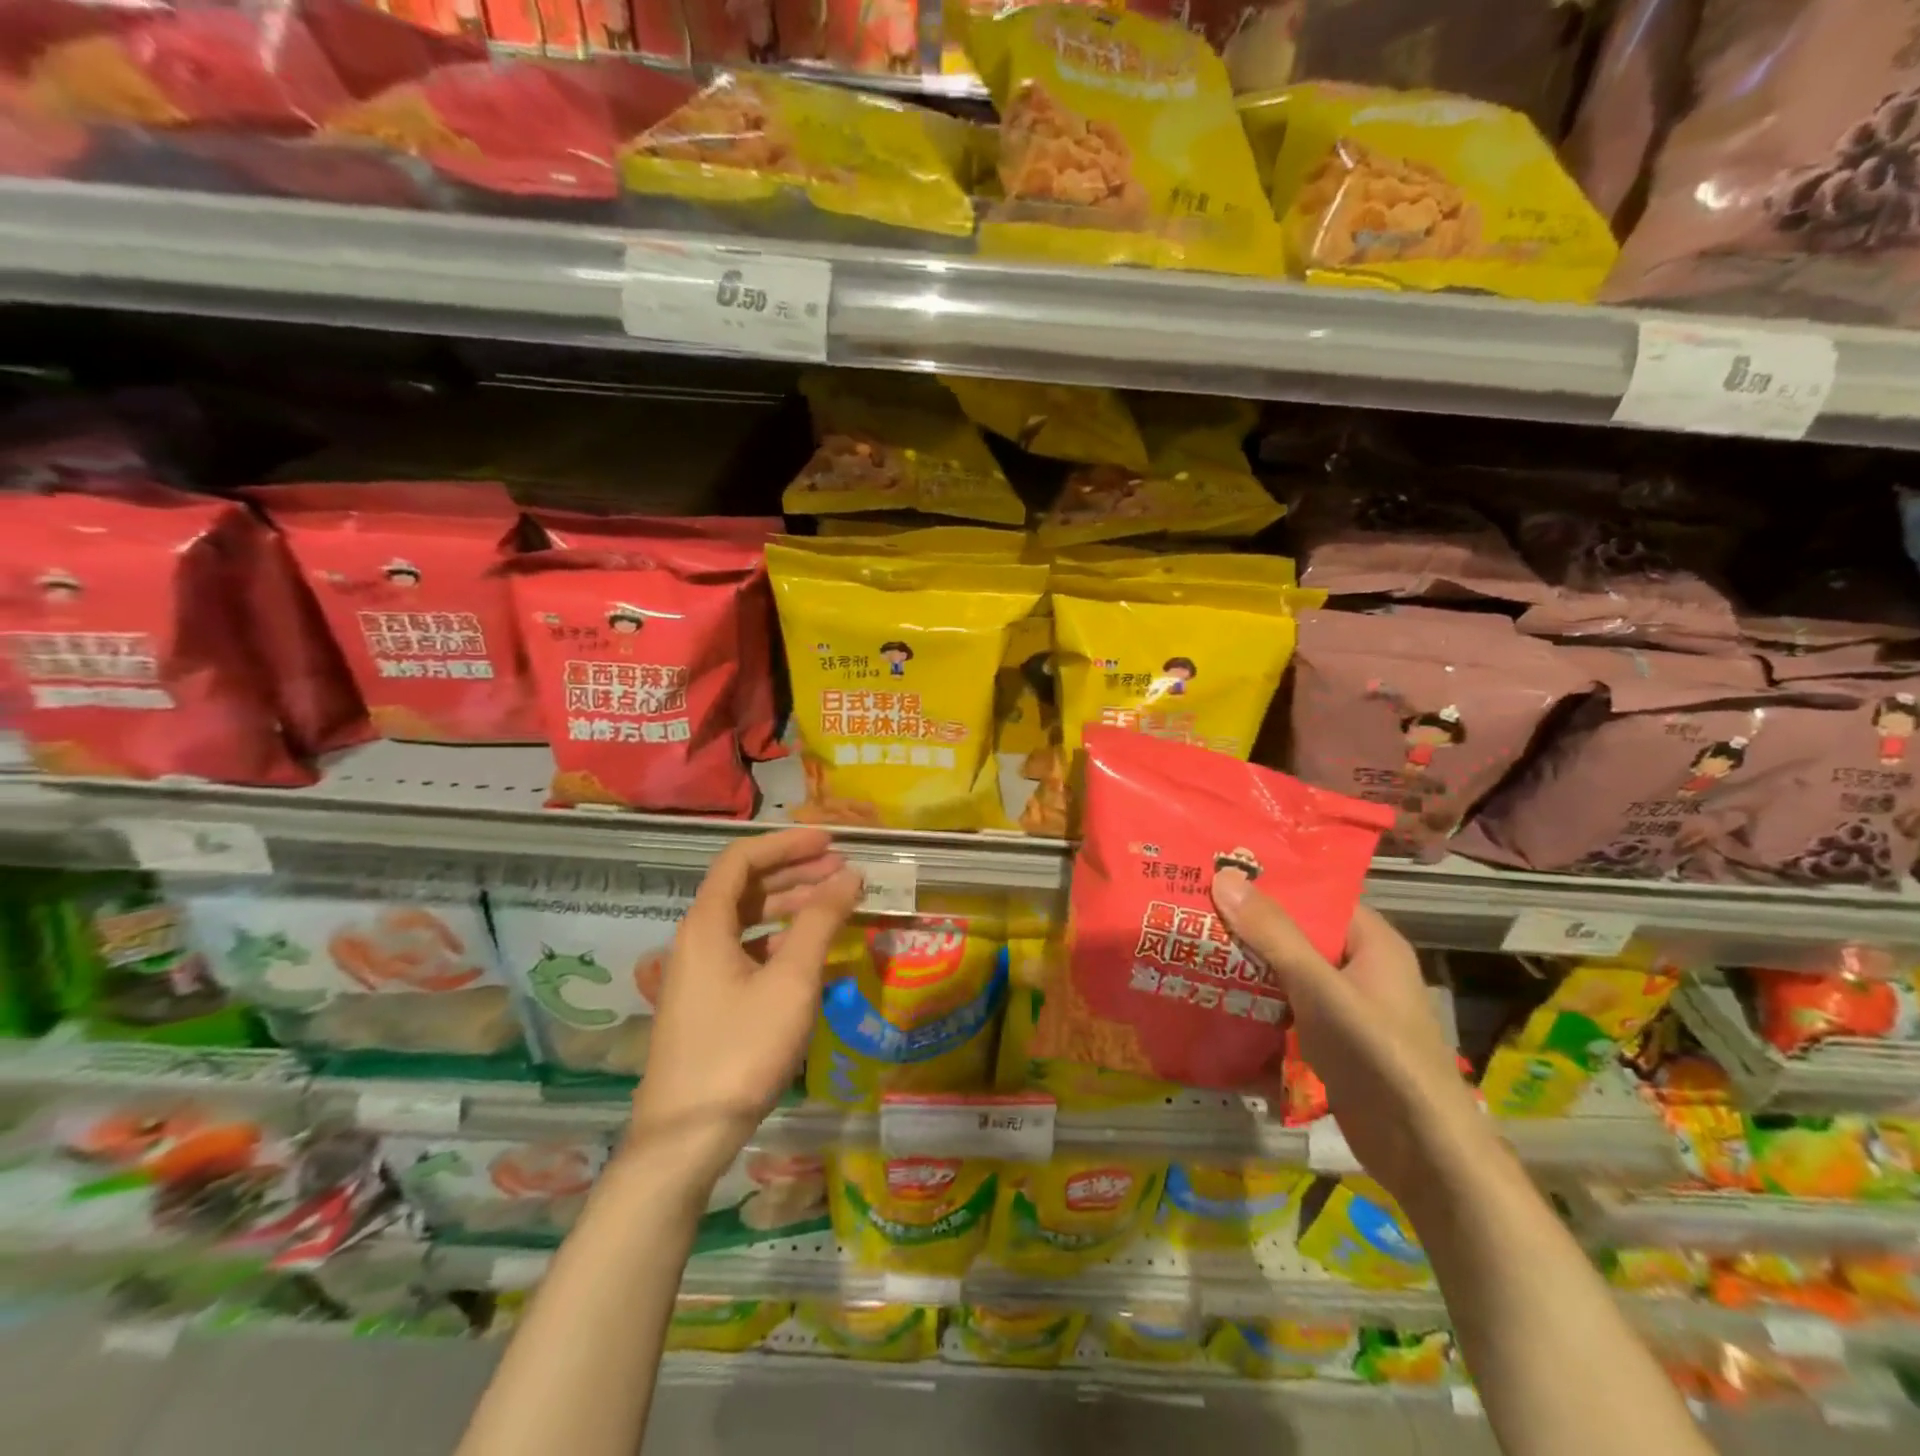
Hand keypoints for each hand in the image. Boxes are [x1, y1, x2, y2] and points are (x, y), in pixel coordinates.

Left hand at [628, 828, 862, 1192]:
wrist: (685, 1138)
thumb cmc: (740, 1050)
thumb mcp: (791, 981)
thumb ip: (820, 922)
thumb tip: (849, 875)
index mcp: (706, 924)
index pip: (742, 859)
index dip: (786, 843)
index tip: (829, 842)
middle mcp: (696, 940)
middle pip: (746, 887)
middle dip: (795, 873)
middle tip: (843, 870)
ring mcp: (699, 973)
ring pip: (748, 922)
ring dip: (790, 907)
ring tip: (835, 905)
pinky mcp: (708, 1003)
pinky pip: (747, 952)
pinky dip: (781, 942)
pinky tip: (811, 954)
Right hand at [1211, 870, 1489, 1202]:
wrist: (1423, 1154)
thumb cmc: (1377, 1054)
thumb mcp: (1319, 986)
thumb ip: (1272, 933)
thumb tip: (1224, 876)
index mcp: (1371, 942)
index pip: (1316, 896)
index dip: (1270, 884)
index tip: (1218, 872)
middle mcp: (1360, 968)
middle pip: (1296, 934)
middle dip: (1248, 926)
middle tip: (1192, 908)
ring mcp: (1346, 1008)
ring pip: (1287, 973)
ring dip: (1247, 965)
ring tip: (1192, 946)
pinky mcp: (1332, 1042)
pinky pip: (1287, 1008)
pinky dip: (1257, 1003)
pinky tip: (1214, 998)